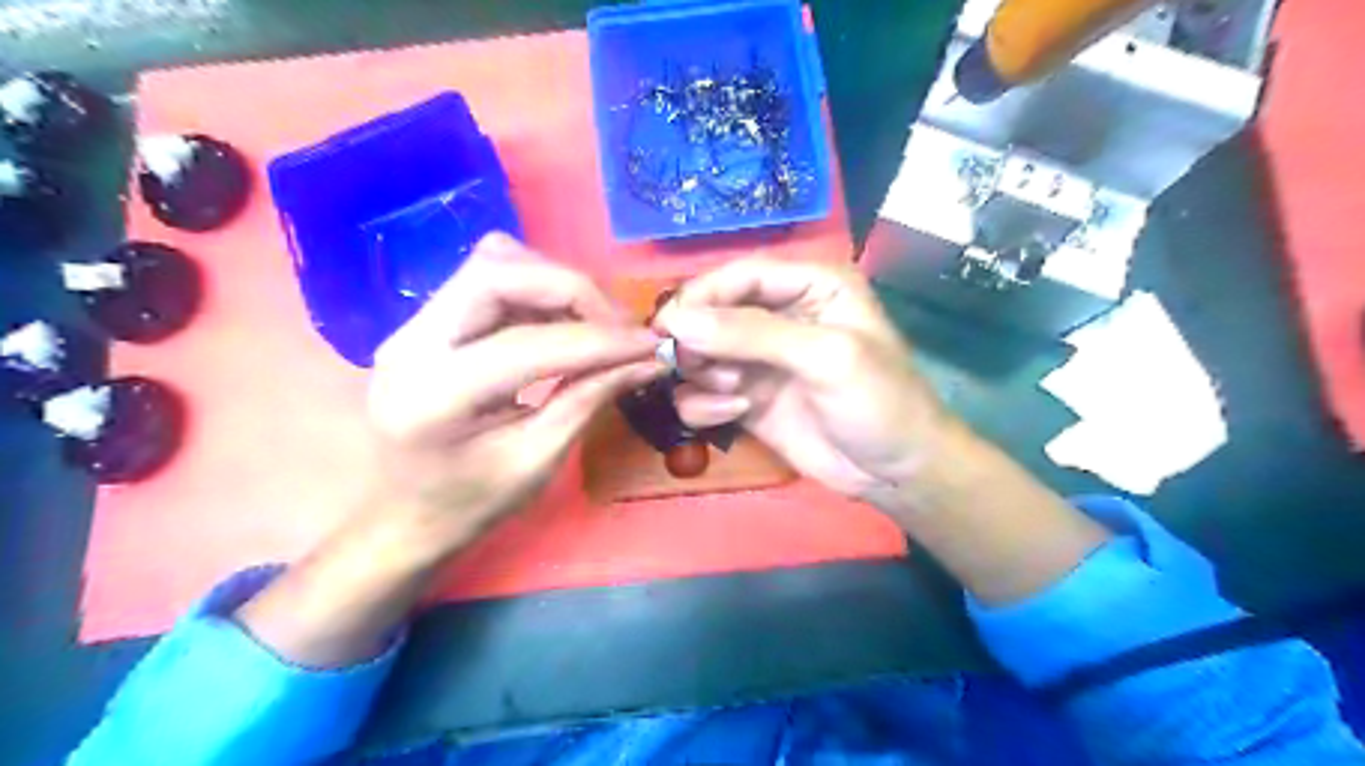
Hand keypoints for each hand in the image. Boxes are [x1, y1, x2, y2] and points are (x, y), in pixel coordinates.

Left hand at [362, 229, 661, 552]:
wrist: (398, 518)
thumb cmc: (467, 506)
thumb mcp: (535, 464)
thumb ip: (588, 401)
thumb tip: (647, 360)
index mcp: (435, 396)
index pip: (528, 343)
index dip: (599, 340)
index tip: (651, 344)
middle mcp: (412, 343)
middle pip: (498, 271)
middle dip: (573, 289)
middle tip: (620, 327)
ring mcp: (412, 325)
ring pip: (494, 263)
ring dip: (557, 285)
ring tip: (596, 326)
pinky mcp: (426, 322)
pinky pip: (491, 279)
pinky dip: (540, 292)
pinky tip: (565, 326)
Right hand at [656, 257, 951, 501]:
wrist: (895, 473)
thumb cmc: (878, 401)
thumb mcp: (825, 357)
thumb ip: (752, 334)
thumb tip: (677, 321)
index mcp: (810, 286)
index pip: (740, 276)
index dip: (701, 295)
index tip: (667, 325)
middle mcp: (780, 315)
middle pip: (712, 312)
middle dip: (698, 341)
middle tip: (696, 367)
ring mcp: (759, 360)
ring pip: (700, 353)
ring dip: (702, 373)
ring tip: (733, 395)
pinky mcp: (746, 398)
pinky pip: (703, 391)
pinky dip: (705, 403)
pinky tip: (732, 414)